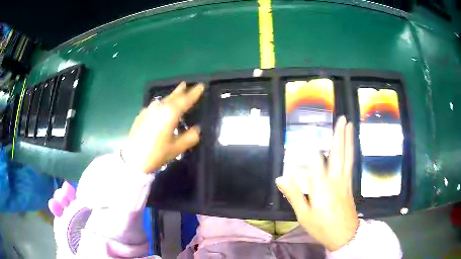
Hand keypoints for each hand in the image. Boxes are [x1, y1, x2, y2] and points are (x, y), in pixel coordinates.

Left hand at [122, 82, 204, 173]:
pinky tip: (161, 108)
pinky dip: (161, 104)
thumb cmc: (156, 154)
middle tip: (186, 84)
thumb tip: (197, 129)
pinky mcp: (141, 115)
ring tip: (176, 94)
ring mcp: (149, 110)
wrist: (132, 158)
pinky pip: (155, 105)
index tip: (201, 85)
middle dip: (181, 90)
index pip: (186, 100)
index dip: (194, 92)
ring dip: (171, 96)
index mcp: (170, 113)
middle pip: (173, 96)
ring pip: (163, 99)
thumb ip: (190, 137)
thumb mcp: (177, 149)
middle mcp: (159, 107)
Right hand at [276, 116, 357, 250]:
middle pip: (338, 153)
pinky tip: (351, 146)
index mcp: (322, 187)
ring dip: (348, 139)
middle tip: (342, 118)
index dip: (311, 149)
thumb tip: (281, 177)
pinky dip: (351, 151)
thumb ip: (294, 194)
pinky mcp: (350, 185)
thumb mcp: (303, 215)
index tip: (307, 136)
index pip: (316, 161)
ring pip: (348, 156)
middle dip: (339, 135)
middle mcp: (335, 179)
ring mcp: (345, 181)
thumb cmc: (322, 227)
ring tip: (349, 125)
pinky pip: (351, 163)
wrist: (345, 236)